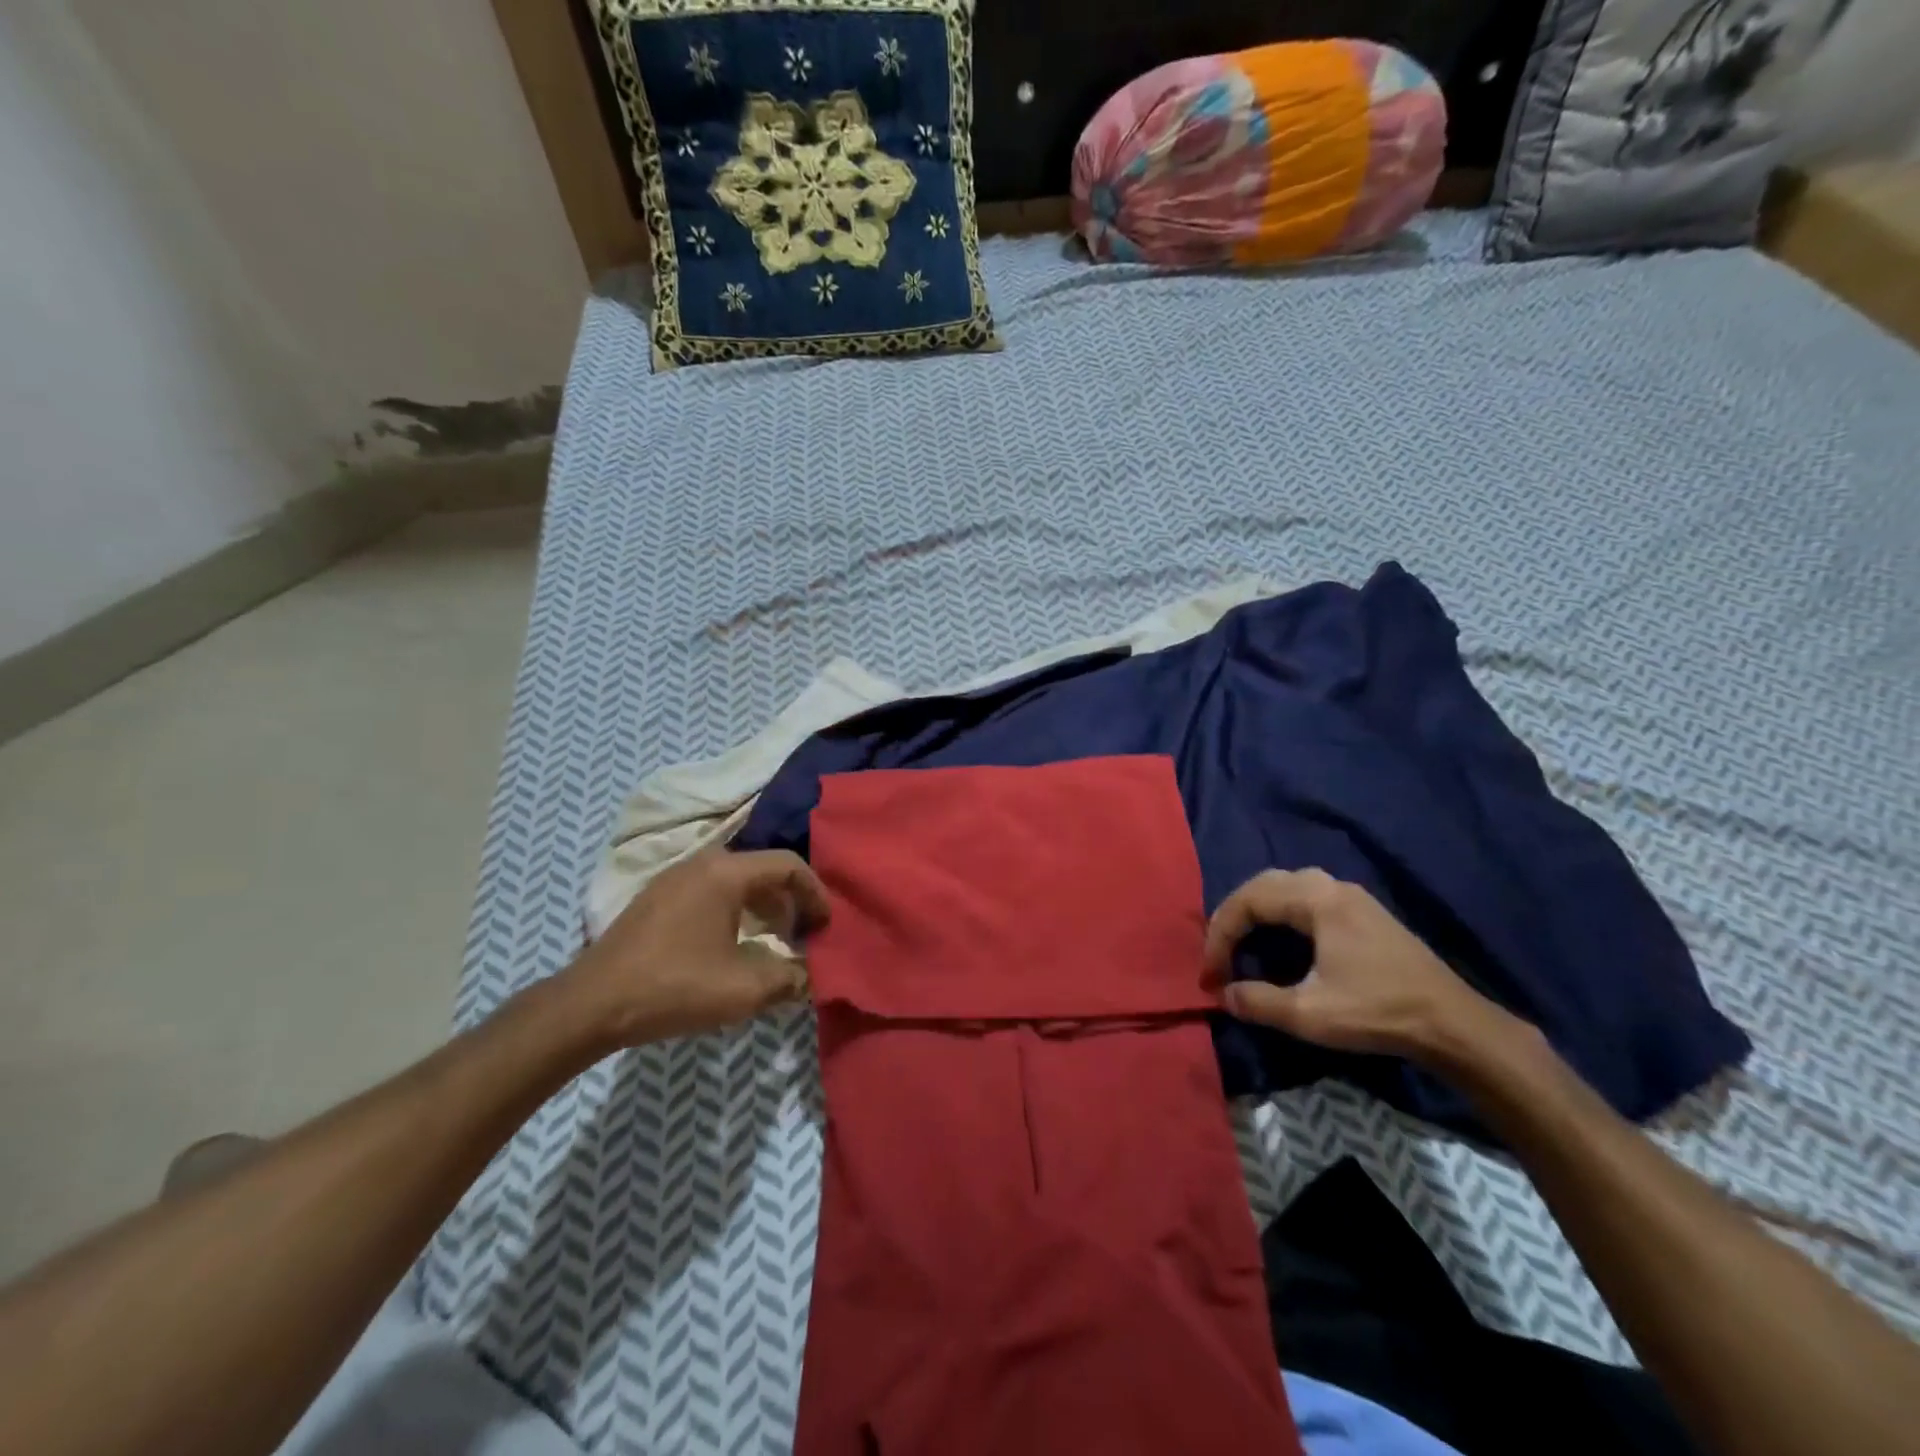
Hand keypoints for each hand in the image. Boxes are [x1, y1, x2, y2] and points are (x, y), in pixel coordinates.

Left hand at [562, 848, 828, 1047]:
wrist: (591, 1005)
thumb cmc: (674, 987)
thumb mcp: (744, 989)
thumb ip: (789, 978)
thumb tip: (810, 976)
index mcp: (726, 872)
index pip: (788, 865)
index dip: (815, 893)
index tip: (826, 925)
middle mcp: (702, 863)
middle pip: (763, 869)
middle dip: (790, 901)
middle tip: (802, 935)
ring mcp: (675, 878)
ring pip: (736, 880)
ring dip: (763, 906)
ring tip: (773, 942)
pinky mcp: (657, 897)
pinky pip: (712, 891)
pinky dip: (735, 910)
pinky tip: (733, 945)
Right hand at [1204, 868, 1512, 1063]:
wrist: (1454, 1025)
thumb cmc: (1378, 1012)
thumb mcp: (1310, 1014)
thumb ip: (1258, 1001)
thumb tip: (1224, 994)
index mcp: (1317, 900)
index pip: (1248, 900)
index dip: (1220, 934)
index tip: (1210, 974)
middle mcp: (1331, 886)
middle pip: (1264, 884)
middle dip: (1233, 916)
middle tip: (1218, 952)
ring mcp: (1351, 897)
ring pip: (1286, 887)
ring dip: (1256, 911)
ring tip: (1240, 942)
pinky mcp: (1364, 913)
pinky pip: (1305, 897)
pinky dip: (1279, 913)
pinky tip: (1279, 939)